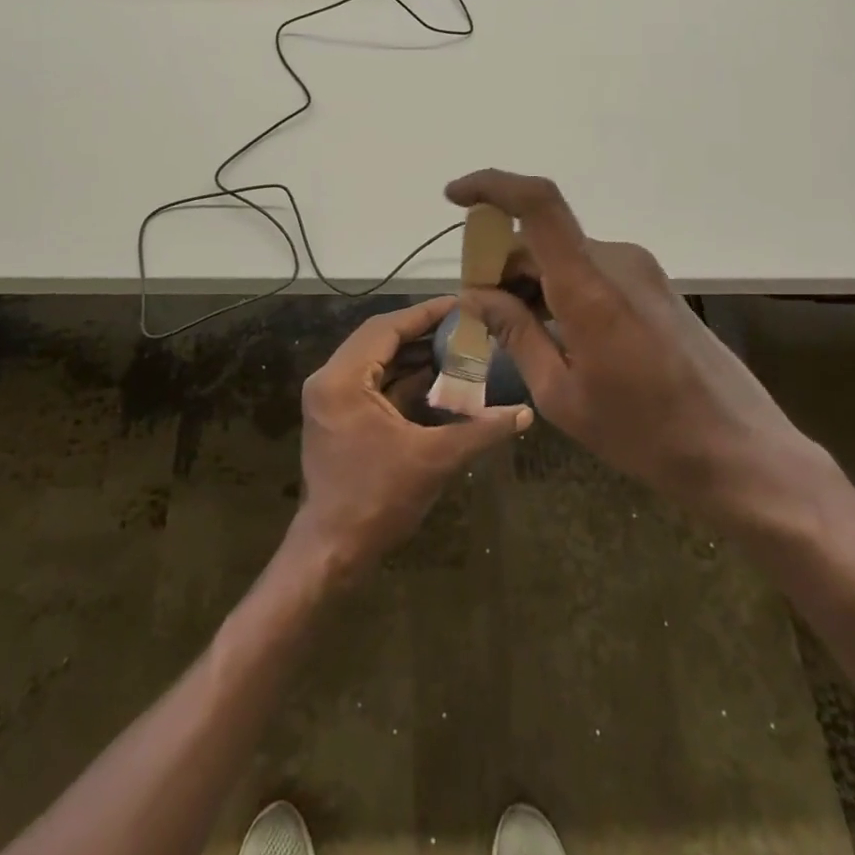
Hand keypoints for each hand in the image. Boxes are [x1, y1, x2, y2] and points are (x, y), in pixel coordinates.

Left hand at [289, 295, 531, 580]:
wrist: (333, 551)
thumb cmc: (379, 500)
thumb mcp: (435, 459)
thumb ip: (481, 430)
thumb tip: (525, 413)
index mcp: (342, 380)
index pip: (386, 328)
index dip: (425, 314)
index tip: (460, 303)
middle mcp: (330, 379)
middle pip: (380, 339)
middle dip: (422, 332)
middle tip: (464, 323)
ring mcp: (331, 398)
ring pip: (377, 360)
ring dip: (413, 355)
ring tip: (457, 345)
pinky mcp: (339, 415)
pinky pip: (374, 383)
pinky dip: (404, 378)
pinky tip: (438, 378)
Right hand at [445, 170, 838, 534]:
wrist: (738, 451)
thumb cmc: (643, 433)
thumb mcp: (562, 395)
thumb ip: (515, 333)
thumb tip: (474, 294)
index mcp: (589, 285)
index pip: (538, 203)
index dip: (491, 186)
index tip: (453, 198)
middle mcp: (617, 261)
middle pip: (541, 239)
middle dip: (501, 265)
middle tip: (480, 314)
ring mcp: (641, 270)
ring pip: (565, 256)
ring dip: (531, 281)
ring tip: (516, 334)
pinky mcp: (654, 285)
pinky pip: (591, 271)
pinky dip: (561, 289)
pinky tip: (556, 334)